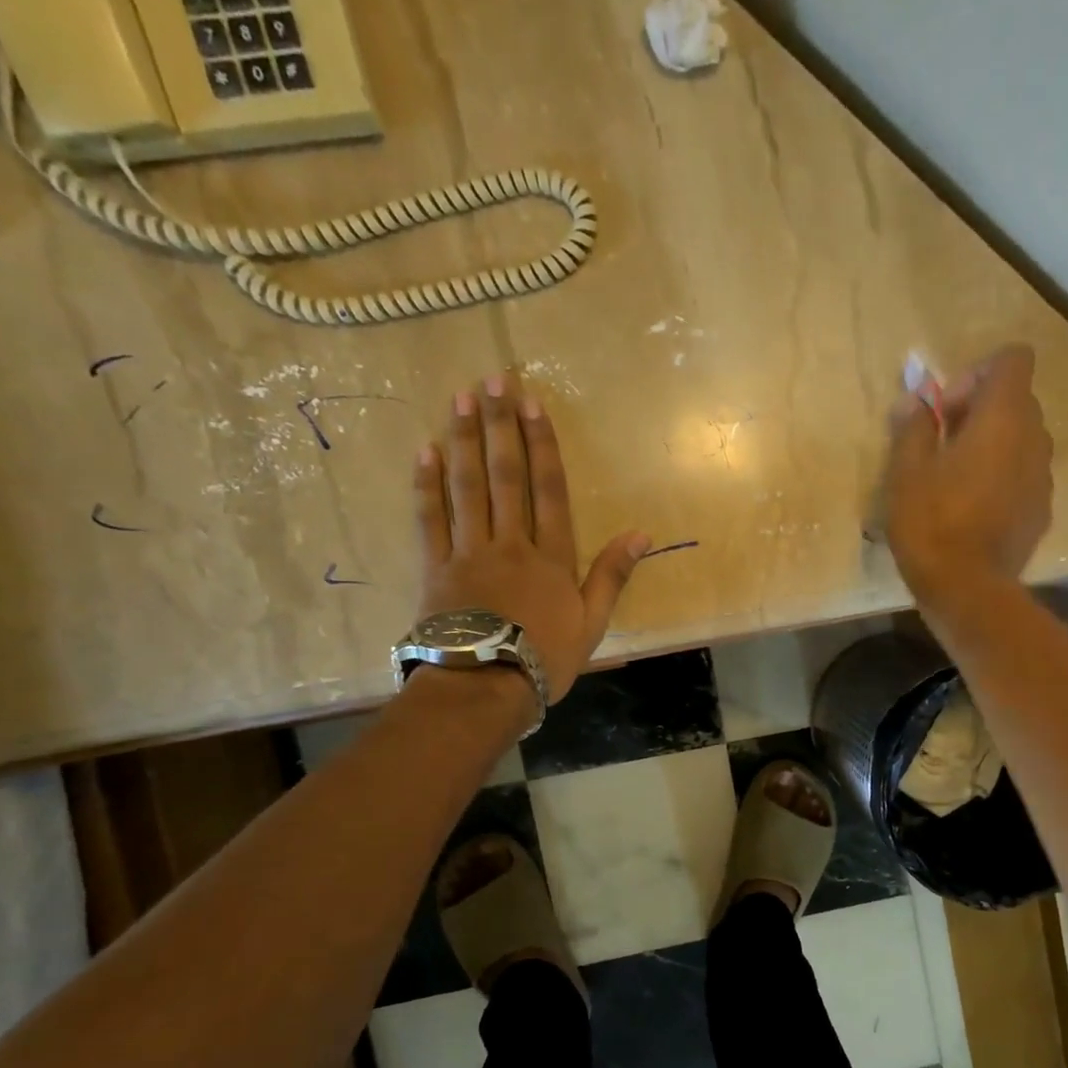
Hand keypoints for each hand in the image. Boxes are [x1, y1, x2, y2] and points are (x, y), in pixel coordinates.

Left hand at [412, 376, 649, 701]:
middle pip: (505, 476)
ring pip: (466, 487)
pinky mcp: (435, 568)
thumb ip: (612, 575)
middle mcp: (510, 543)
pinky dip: (427, 484)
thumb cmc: (545, 658)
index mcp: (551, 556)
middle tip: (492, 381)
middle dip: (500, 426)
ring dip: (463, 440)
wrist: (484, 686)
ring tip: (460, 398)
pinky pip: (429, 519)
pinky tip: (425, 450)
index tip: (532, 404)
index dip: (542, 444)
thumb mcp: (592, 622)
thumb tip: (641, 534)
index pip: (548, 489)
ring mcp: (468, 552)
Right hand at [883, 344, 1052, 605]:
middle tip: (941, 445)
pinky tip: (972, 511)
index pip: (1012, 359)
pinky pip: (1024, 475)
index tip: (947, 410)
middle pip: (1016, 400)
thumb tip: (914, 397)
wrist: (967, 589)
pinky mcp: (1042, 510)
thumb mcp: (905, 471)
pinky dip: (1002, 478)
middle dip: (979, 411)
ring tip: (955, 481)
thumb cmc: (931, 522)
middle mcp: (1034, 438)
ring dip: (992, 446)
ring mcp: (1043, 476)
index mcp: (1003, 417)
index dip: (977, 373)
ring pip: (1021, 440)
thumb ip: (913, 425)